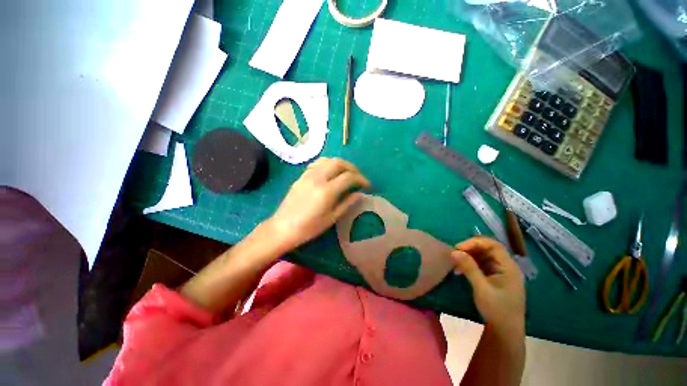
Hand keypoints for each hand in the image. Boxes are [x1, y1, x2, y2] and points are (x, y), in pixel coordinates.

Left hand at [267, 158, 370, 250]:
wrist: (283, 227)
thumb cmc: (309, 227)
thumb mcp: (331, 218)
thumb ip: (347, 203)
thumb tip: (360, 194)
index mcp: (327, 191)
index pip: (349, 177)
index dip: (361, 179)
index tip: (367, 185)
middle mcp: (318, 178)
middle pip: (339, 163)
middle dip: (352, 168)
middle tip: (358, 177)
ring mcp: (308, 175)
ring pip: (328, 160)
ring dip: (341, 163)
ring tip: (346, 172)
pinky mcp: (302, 176)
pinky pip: (317, 163)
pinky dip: (328, 164)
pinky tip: (330, 172)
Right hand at [450, 237, 524, 334]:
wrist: (505, 332)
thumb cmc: (497, 310)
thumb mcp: (481, 288)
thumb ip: (469, 268)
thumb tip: (453, 251)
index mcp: (509, 267)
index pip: (493, 245)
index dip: (475, 243)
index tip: (458, 248)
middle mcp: (506, 266)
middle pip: (488, 249)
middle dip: (470, 248)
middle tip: (455, 253)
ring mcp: (501, 272)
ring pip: (483, 256)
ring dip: (469, 256)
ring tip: (456, 261)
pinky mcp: (494, 277)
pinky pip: (481, 264)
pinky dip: (470, 263)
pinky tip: (461, 269)